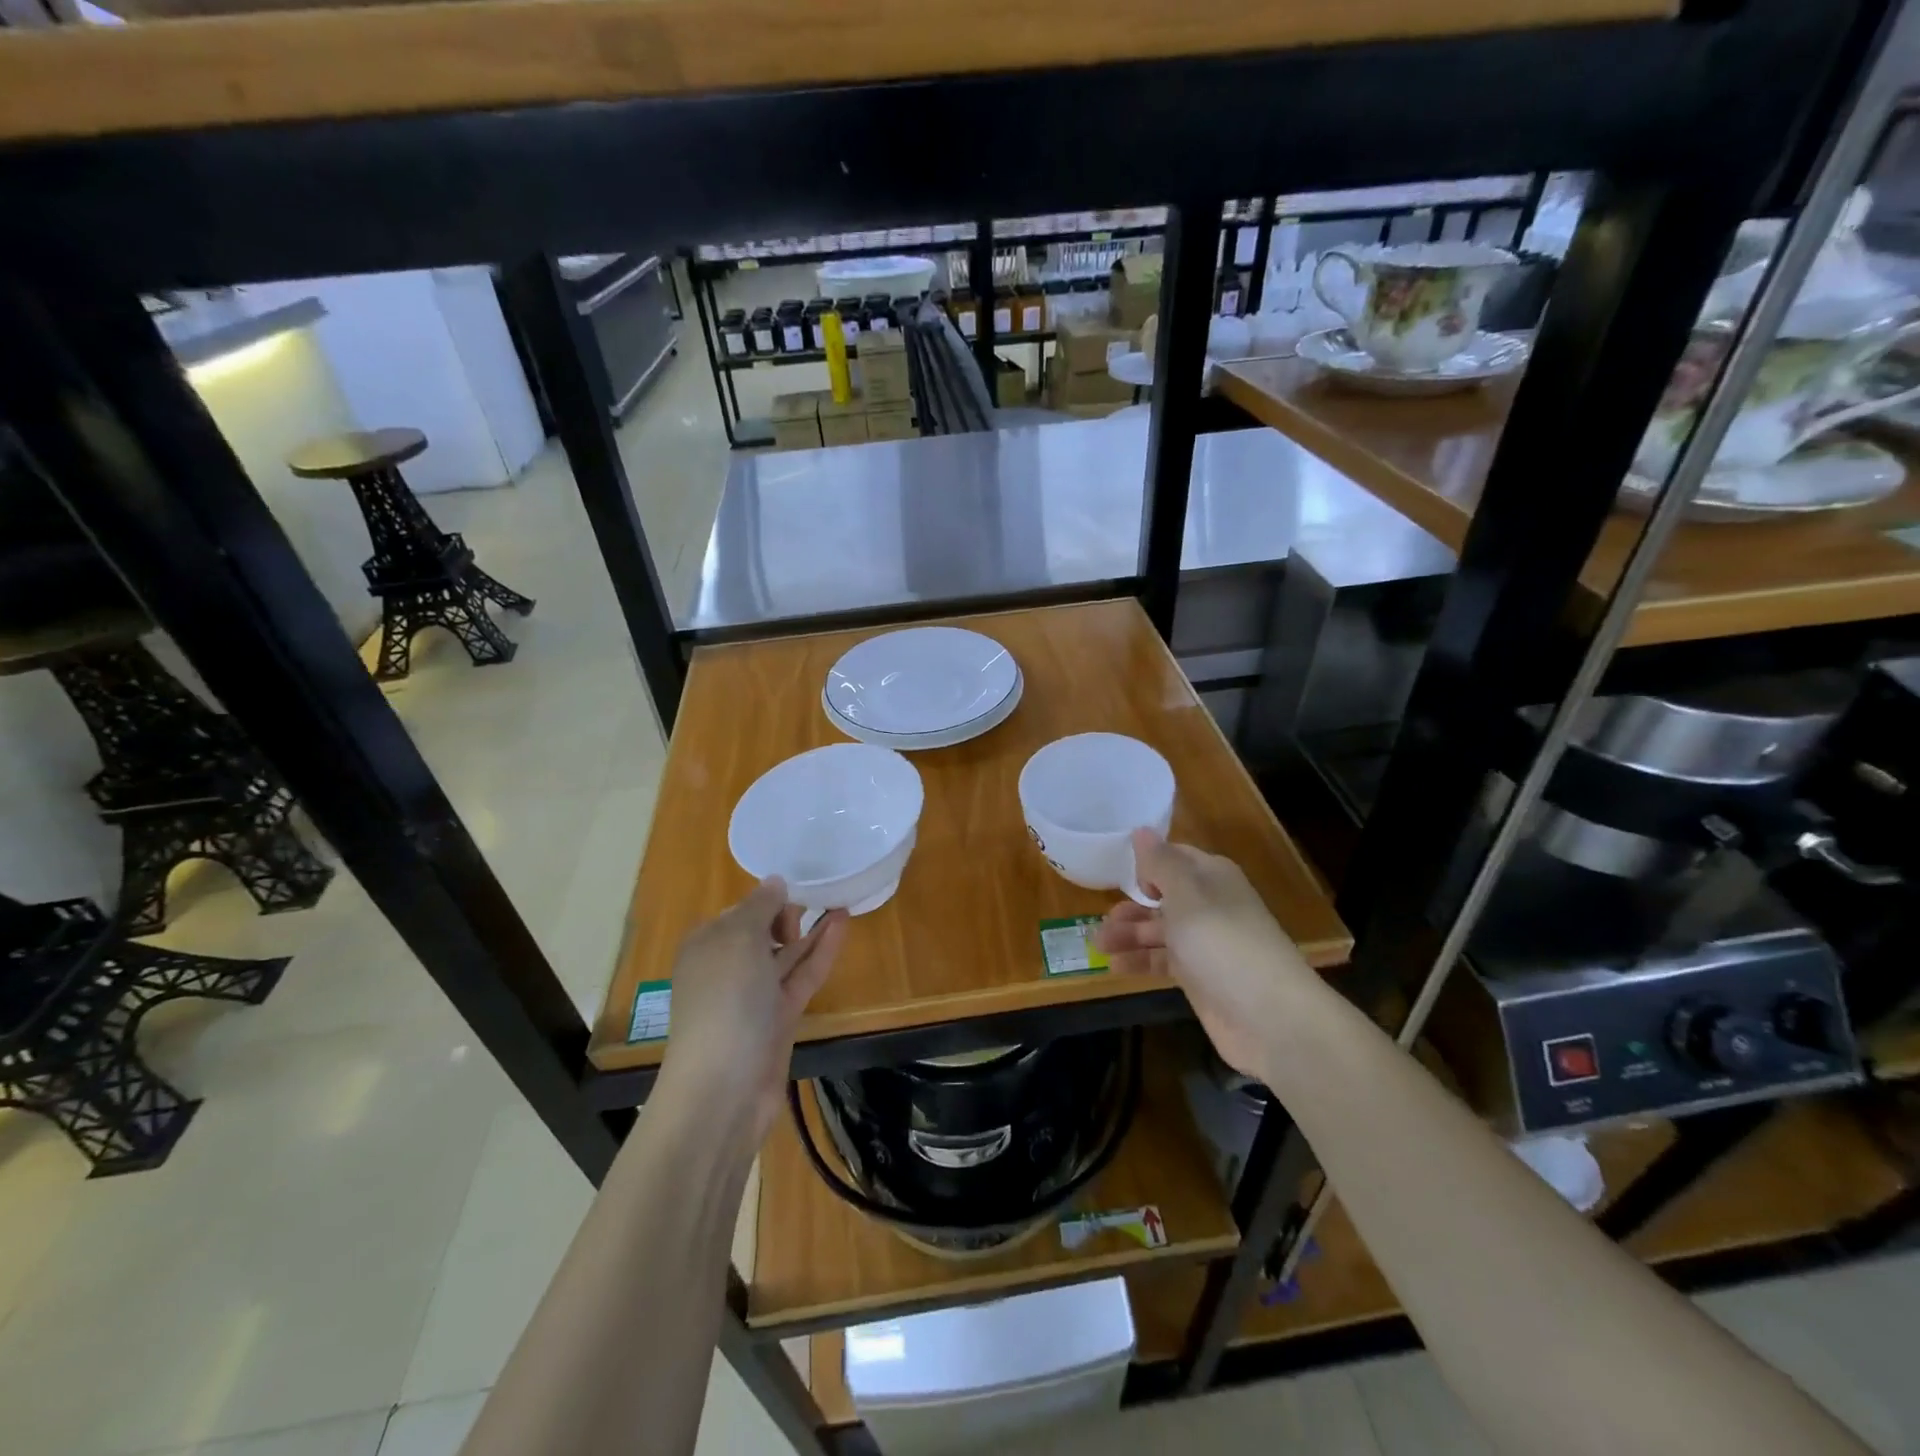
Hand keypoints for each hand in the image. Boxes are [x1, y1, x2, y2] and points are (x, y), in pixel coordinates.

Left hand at [656, 879, 847, 1148]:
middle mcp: (727, 968)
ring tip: (842, 902)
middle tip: (818, 900)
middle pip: (763, 932)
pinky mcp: (778, 1018)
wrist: (724, 1087)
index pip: (739, 912)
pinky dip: (820, 953)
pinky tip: (841, 926)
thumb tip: (775, 882)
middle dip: (789, 914)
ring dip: (812, 930)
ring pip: (787, 955)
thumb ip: (760, 905)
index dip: (767, 899)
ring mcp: (754, 996)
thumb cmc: (725, 1000)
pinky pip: (801, 976)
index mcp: (706, 945)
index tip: (798, 886)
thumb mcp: (739, 938)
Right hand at [1094, 830, 1311, 1080]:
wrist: (1268, 1016)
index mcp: (1211, 877)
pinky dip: (1139, 961)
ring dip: (1129, 934)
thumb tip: (1142, 830)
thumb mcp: (1186, 894)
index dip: (1147, 863)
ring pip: (1159, 930)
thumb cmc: (1222, 941)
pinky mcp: (1199, 977)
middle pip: (1162, 896)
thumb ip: (1160, 862)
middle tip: (1103, 919)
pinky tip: (1114, 966)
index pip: (1174, 857)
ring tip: (1099, 945)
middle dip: (1132, 904)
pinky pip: (1162, 960)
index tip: (1118, 872)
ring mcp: (1204, 943)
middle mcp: (1209, 905)